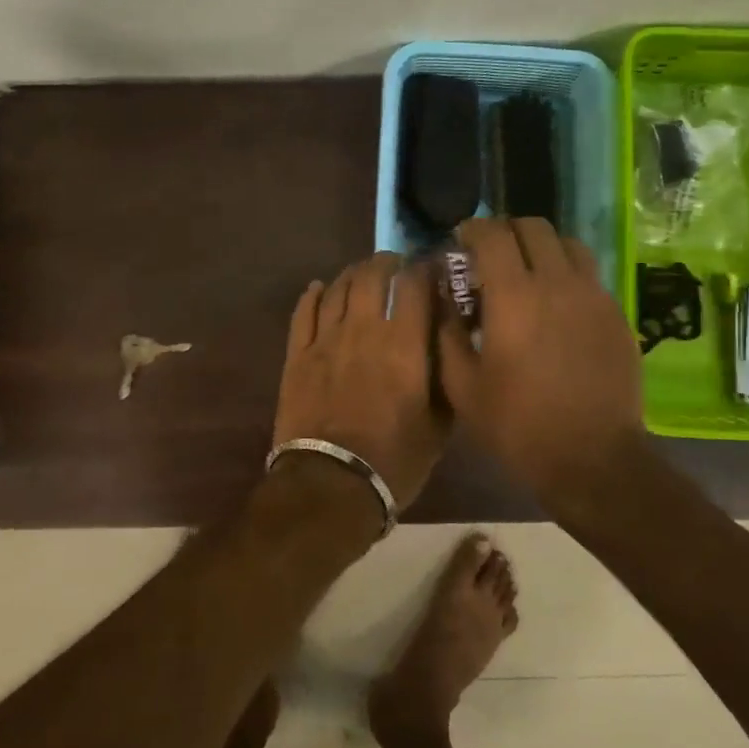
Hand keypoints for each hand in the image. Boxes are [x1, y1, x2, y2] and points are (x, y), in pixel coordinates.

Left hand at [272, 252, 445, 508]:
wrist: (330, 485)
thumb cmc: (394, 460)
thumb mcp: (439, 425)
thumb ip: (446, 376)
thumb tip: (451, 342)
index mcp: (403, 345)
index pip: (415, 285)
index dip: (425, 269)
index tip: (432, 270)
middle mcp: (363, 330)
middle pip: (372, 275)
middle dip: (387, 263)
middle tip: (396, 265)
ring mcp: (325, 340)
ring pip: (338, 288)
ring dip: (353, 273)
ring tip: (363, 274)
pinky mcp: (297, 355)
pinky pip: (303, 312)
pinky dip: (314, 294)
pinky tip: (320, 288)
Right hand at [437, 218, 645, 495]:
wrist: (593, 459)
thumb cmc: (518, 425)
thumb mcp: (463, 387)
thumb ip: (447, 333)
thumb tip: (443, 299)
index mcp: (514, 296)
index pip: (492, 234)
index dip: (472, 230)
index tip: (460, 240)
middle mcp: (557, 282)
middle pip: (533, 227)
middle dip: (506, 231)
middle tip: (490, 255)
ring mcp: (593, 295)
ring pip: (567, 243)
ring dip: (540, 246)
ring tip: (527, 271)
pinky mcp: (616, 314)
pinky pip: (589, 274)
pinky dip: (566, 272)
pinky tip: (556, 303)